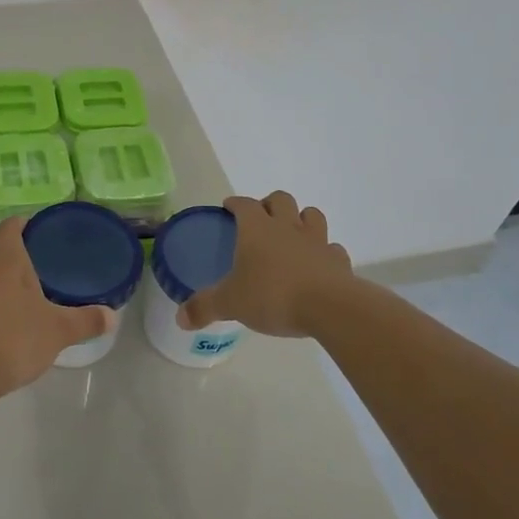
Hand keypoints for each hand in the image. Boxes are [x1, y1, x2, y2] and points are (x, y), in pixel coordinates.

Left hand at [0, 217, 112, 402]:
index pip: (8, 228)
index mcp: (6, 263)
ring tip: (15, 289)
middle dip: (7, 247)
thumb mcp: (58, 331)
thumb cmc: (14, 341)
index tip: (34, 227)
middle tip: (31, 258)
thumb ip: (86, 321)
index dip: (20, 223)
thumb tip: (112, 317)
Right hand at [180, 192, 353, 338]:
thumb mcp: (230, 303)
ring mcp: (317, 241)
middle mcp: (287, 227)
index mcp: (257, 229)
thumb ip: (204, 308)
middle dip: (270, 204)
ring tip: (292, 234)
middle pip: (280, 199)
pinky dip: (324, 252)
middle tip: (261, 220)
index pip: (244, 204)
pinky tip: (317, 264)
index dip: (235, 203)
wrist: (329, 307)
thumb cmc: (273, 295)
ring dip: (301, 219)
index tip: (228, 207)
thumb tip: (180, 318)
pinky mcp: (338, 260)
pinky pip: (331, 248)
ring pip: (312, 215)